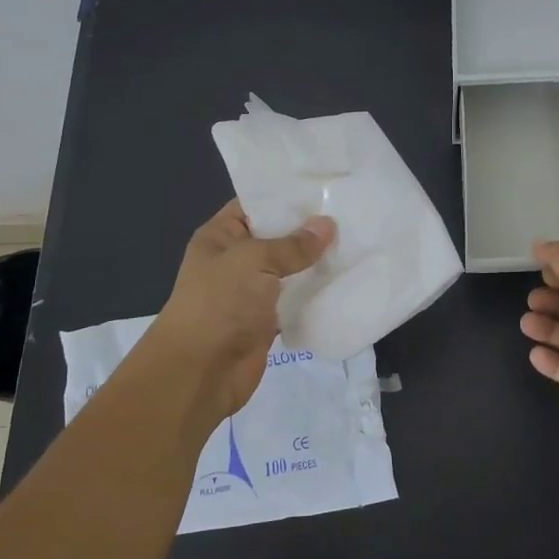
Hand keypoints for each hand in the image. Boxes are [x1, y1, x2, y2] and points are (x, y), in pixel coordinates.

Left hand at [148, 200, 335, 420]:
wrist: (200, 371)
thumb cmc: (219, 304)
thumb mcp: (254, 261)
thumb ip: (292, 244)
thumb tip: (327, 225)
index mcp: (221, 236)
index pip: (255, 205)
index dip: (287, 196)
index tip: (326, 186)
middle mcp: (235, 260)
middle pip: (277, 237)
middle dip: (310, 230)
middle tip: (352, 214)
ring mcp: (252, 292)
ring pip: (290, 270)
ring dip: (317, 263)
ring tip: (358, 244)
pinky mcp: (268, 320)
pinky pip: (296, 300)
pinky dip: (316, 294)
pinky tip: (347, 281)